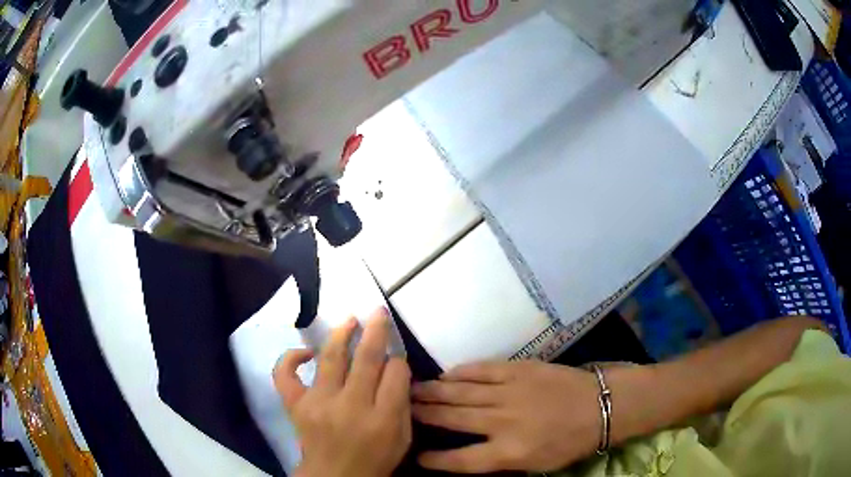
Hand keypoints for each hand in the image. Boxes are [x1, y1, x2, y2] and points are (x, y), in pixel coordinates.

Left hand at [274, 308, 411, 476]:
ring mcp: (318, 403)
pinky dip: (291, 358)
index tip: (396, 357)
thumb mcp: (401, 438)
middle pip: (366, 360)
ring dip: (341, 334)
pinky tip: (306, 351)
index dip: (398, 360)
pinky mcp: (295, 405)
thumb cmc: (374, 460)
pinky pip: (285, 375)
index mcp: (382, 419)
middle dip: (376, 332)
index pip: (395, 374)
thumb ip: (401, 404)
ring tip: (350, 320)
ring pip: (331, 359)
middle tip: (378, 313)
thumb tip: (396, 369)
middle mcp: (350, 407)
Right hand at [411, 361, 600, 473]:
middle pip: (453, 419)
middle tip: (402, 408)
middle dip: (423, 414)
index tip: (417, 456)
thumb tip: (467, 453)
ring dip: (434, 391)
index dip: (435, 459)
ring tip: (412, 389)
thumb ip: (499, 461)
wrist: (600, 405)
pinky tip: (447, 374)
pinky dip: (462, 372)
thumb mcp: (536, 464)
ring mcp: (510, 392)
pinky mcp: (519, 369)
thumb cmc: (570, 441)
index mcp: (509, 452)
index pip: (460, 460)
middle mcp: (503, 422)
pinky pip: (483, 370)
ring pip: (461, 392)